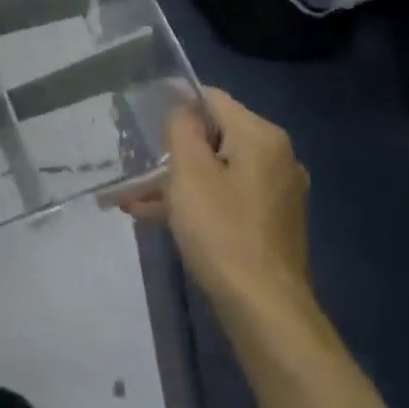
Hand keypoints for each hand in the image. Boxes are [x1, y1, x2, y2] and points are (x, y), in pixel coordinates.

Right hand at [117, 88, 311, 315]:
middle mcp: (277, 157)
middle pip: (215, 137)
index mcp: (261, 137)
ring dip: (176, 181)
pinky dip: (196, 202)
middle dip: (172, 150)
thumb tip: (182, 103)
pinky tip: (156, 217)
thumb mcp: (189, 173)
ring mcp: (277, 192)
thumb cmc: (221, 230)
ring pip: (217, 171)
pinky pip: (226, 197)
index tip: (142, 112)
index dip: (177, 100)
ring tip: (131, 197)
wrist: (264, 307)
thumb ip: (182, 128)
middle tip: (135, 162)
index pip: (214, 100)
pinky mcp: (271, 222)